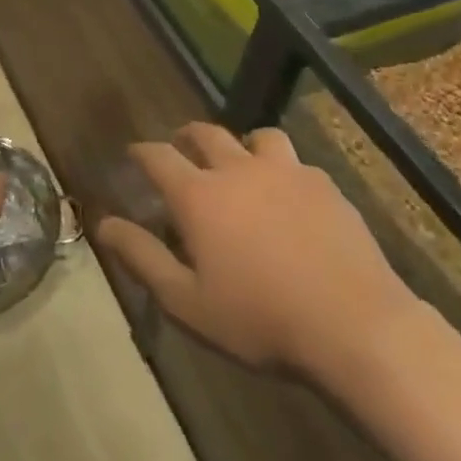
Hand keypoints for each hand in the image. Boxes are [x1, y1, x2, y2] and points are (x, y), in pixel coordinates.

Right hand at [98, 123, 419, 384]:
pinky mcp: (325, 185)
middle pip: (206, 133)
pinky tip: (290, 196)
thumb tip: (103, 224)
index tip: (133, 154)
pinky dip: (282, 170)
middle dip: (186, 137)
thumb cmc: (261, 320)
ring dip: (241, 144)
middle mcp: (238, 169)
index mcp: (200, 195)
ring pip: (257, 137)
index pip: (158, 156)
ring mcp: (287, 172)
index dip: (141, 152)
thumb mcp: (188, 302)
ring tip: (241, 164)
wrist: (356, 327)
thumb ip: (142, 258)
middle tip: (181, 148)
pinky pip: (296, 163)